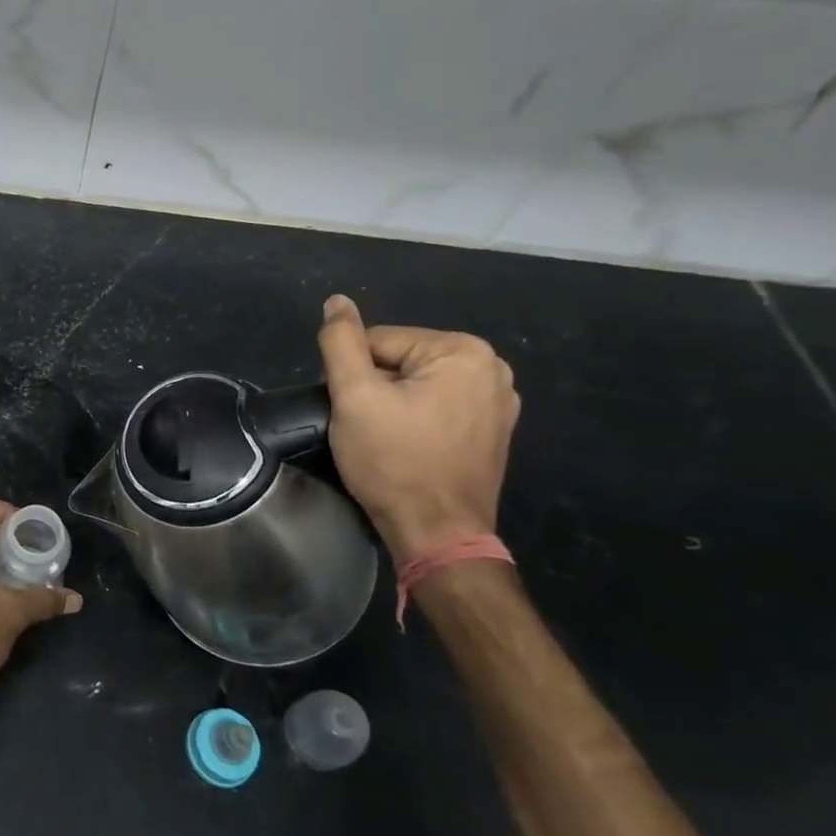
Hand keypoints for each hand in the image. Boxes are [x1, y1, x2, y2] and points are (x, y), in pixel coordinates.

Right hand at [316, 295, 519, 564]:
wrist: (436, 534)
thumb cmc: (393, 462)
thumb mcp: (354, 396)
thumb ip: (341, 342)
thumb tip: (337, 301)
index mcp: (463, 351)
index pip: (379, 342)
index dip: (354, 375)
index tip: (355, 412)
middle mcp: (492, 368)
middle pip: (400, 360)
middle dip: (376, 389)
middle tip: (369, 428)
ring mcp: (499, 401)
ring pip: (416, 384)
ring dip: (393, 405)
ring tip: (387, 440)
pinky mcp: (493, 430)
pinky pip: (437, 405)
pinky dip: (416, 420)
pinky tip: (410, 447)